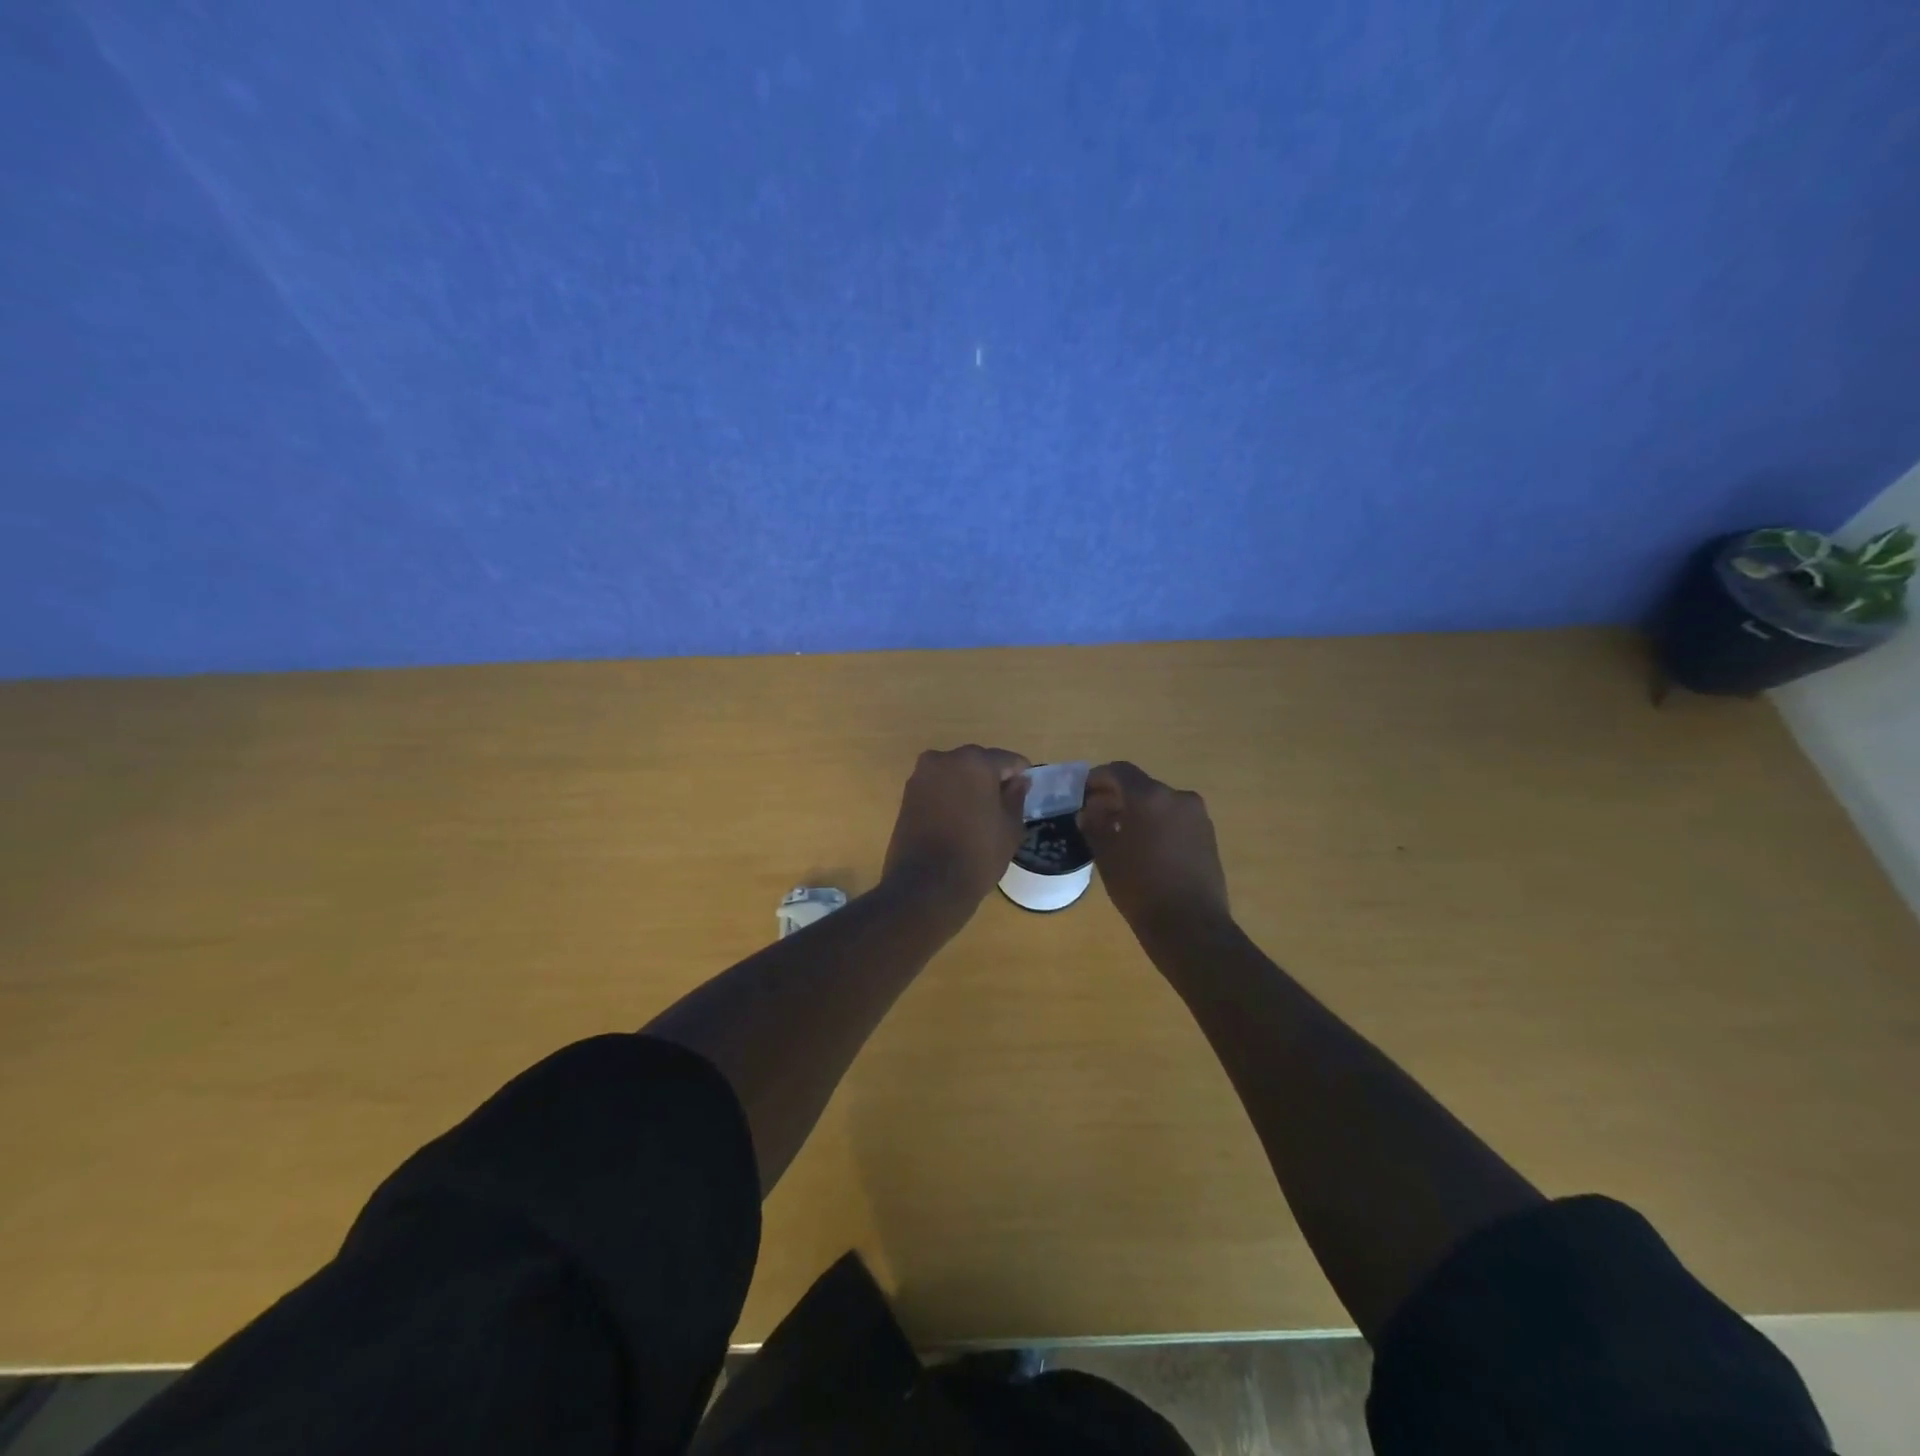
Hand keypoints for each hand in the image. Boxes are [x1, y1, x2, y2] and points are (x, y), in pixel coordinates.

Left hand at [881, 746, 1030, 917]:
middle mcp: (944, 759)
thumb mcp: (1010, 827)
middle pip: (977, 762)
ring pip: (954, 774)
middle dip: (991, 778)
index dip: (1020, 774)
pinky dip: (949, 797)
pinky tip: (958, 819)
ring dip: (968, 787)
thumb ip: (1016, 797)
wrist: (926, 885)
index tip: (1026, 789)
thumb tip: (1018, 780)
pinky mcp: (907, 795)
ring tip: (979, 814)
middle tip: (1003, 804)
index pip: (1006, 760)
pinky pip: (937, 787)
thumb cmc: (977, 854)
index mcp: (974, 762)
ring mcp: (921, 776)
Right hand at [1079, 761, 1231, 934]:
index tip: (1082, 793)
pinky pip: (1174, 819)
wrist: (1190, 925)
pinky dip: (1156, 823)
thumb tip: (1088, 811)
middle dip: (1116, 796)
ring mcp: (1197, 816)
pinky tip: (1143, 846)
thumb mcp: (1106, 855)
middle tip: (1096, 815)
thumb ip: (1094, 825)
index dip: (1098, 778)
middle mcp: (1177, 797)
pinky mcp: (1208, 835)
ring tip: (1118, 833)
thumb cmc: (1140, 887)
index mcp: (1149, 797)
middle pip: (1141, 786)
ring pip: (1159, 803)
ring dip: (1137, 811)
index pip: (1119, 771)